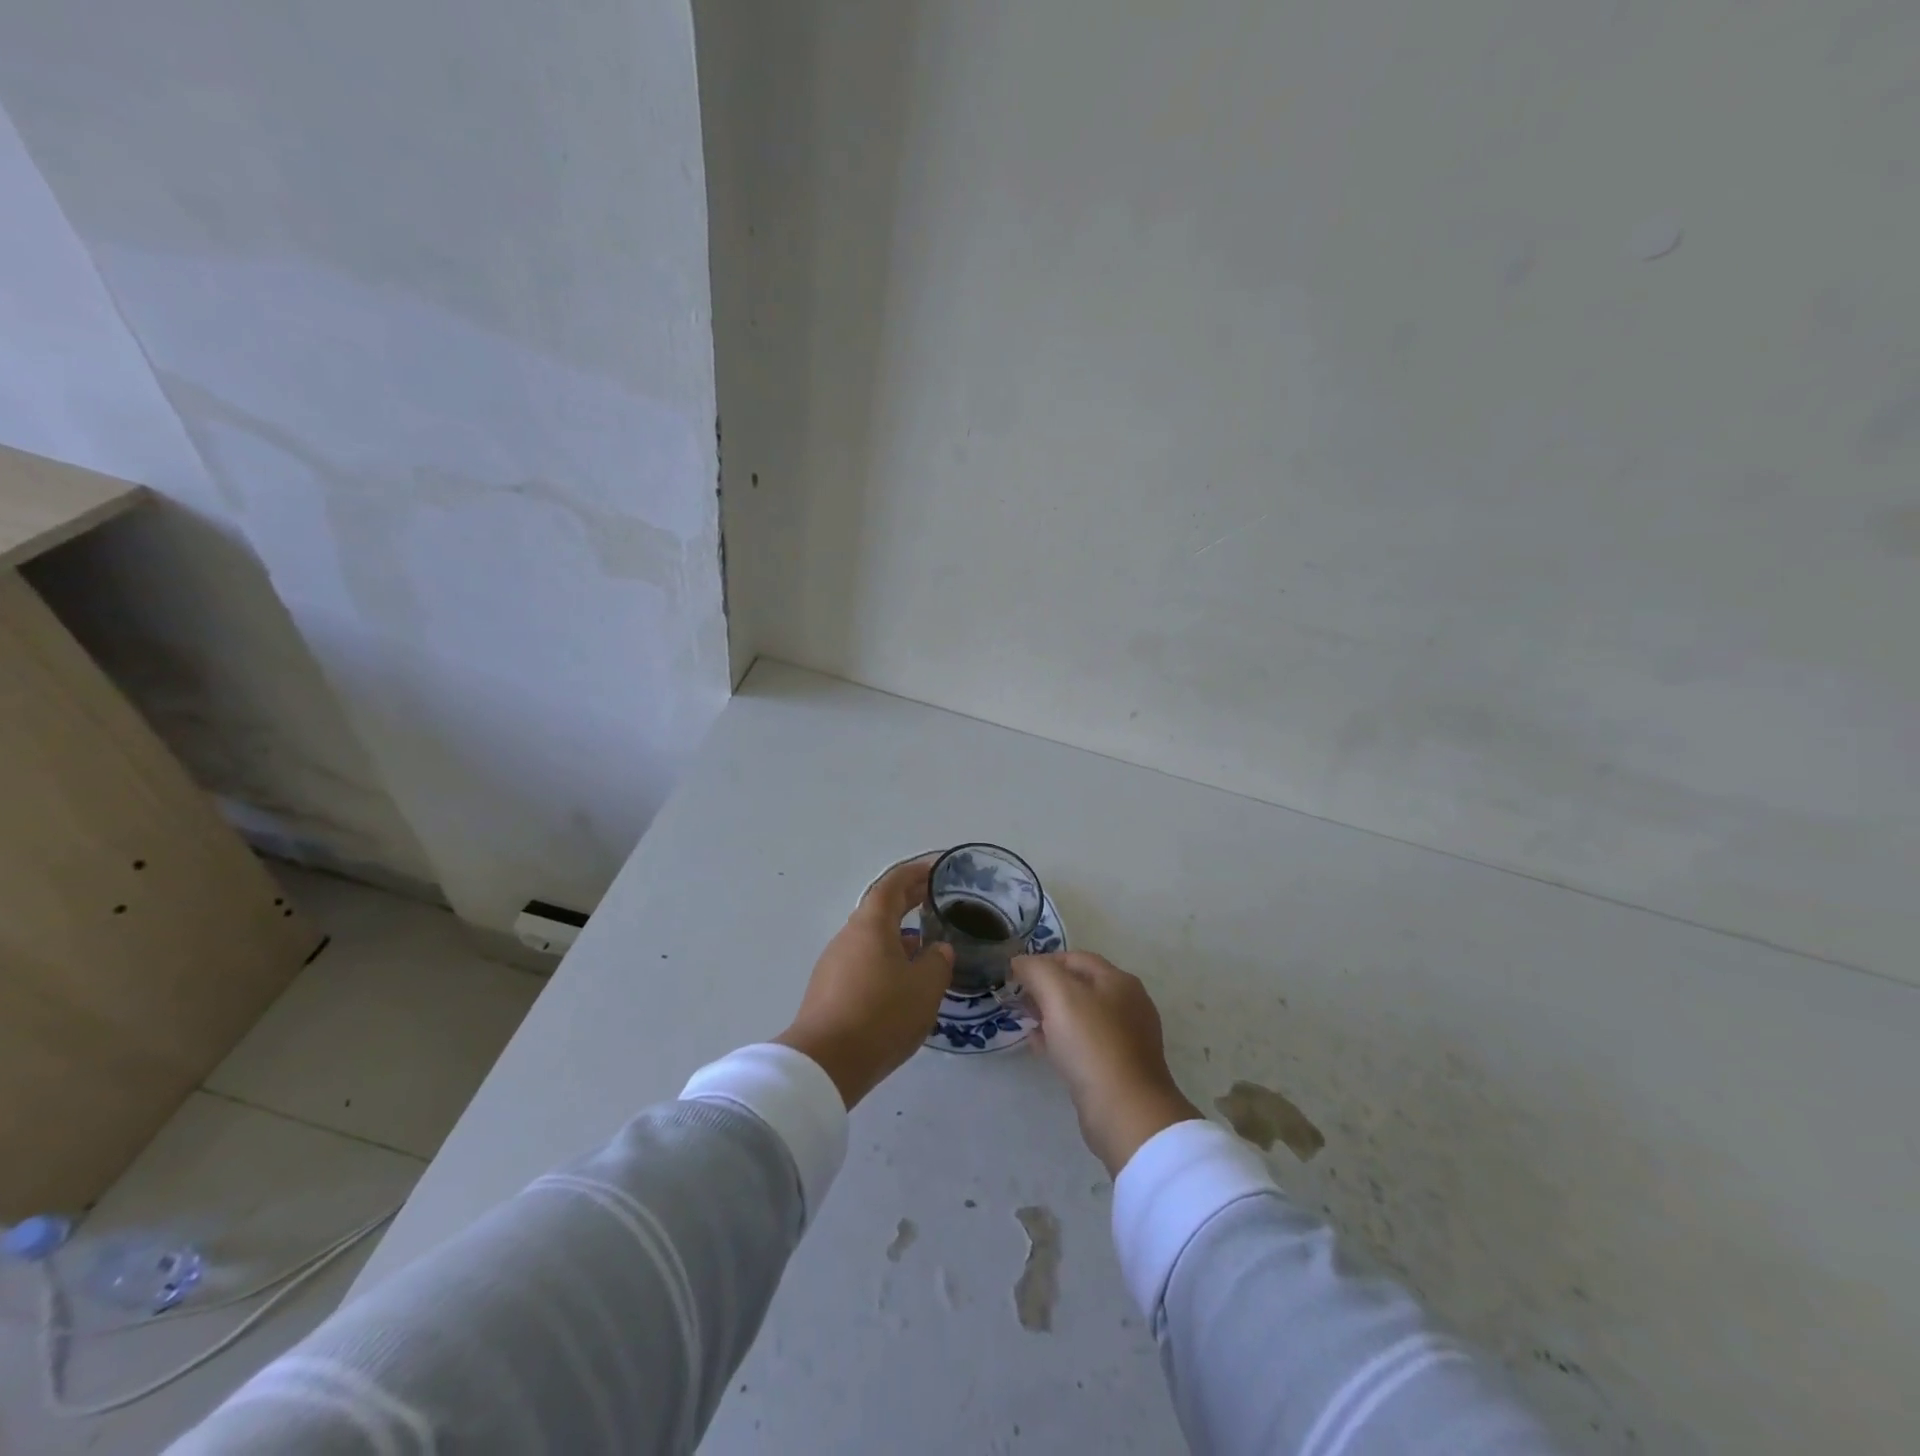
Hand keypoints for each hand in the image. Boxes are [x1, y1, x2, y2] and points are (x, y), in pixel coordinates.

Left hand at [775, 857, 954, 1108]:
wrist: (825, 1064)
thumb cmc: (881, 1015)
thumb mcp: (925, 987)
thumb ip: (937, 962)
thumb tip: (937, 949)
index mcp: (871, 924)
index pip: (893, 884)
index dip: (916, 873)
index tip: (937, 869)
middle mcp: (849, 936)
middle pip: (880, 908)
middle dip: (909, 901)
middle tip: (938, 900)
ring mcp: (834, 963)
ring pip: (872, 938)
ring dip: (898, 934)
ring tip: (927, 945)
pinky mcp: (830, 990)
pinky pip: (863, 962)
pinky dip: (886, 959)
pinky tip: (903, 981)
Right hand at [1014, 951, 1201, 1175]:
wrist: (1126, 1112)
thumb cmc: (1092, 1044)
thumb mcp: (1059, 995)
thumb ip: (1037, 971)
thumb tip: (1020, 961)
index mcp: (1118, 981)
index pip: (1076, 958)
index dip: (1044, 962)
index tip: (1017, 976)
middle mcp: (1127, 1004)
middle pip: (1079, 986)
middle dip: (1046, 988)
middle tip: (1018, 1000)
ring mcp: (1126, 1038)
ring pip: (1080, 1016)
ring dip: (1051, 1015)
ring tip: (1025, 1022)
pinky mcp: (1119, 1067)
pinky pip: (1084, 1044)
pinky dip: (1061, 1039)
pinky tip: (1040, 1047)